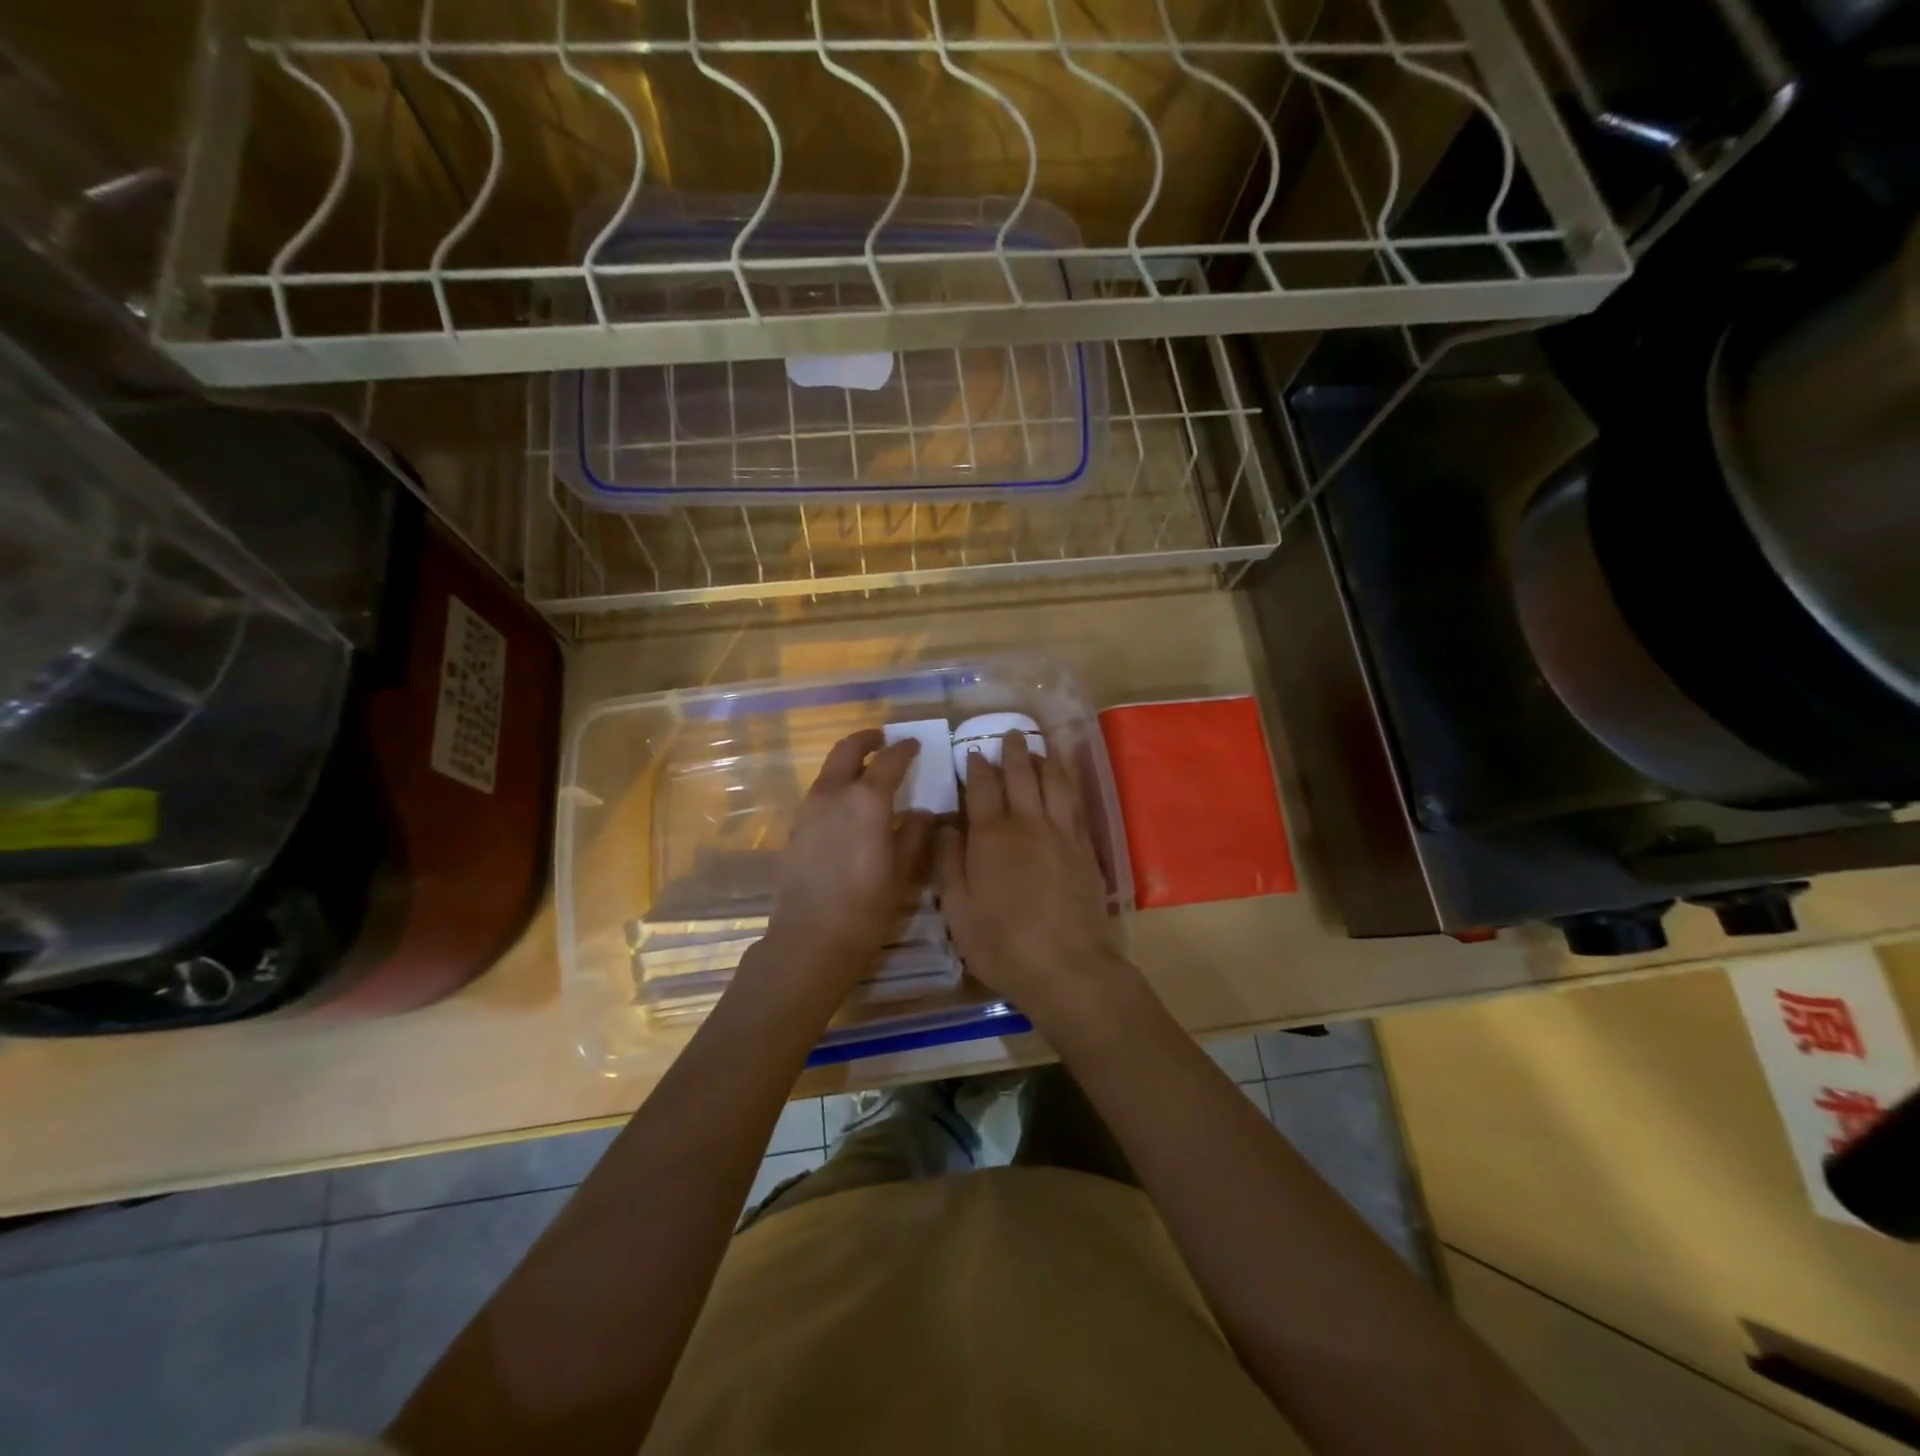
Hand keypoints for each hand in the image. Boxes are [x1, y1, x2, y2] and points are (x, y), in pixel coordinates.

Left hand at [755, 729, 932, 999]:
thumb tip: (923, 812)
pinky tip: (847, 809)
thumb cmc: (867, 907)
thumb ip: (914, 834)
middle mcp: (834, 794)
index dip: (904, 749)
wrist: (810, 939)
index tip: (915, 744)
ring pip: (829, 771)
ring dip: (848, 762)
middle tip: (882, 739)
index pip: (889, 760)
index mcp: (867, 799)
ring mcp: (808, 809)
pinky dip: (835, 787)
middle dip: (866, 739)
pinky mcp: (795, 828)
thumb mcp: (903, 871)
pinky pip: (818, 794)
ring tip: (867, 772)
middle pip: (847, 750)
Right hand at [935, 732, 1126, 1030]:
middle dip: (1014, 751)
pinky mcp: (1085, 848)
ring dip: (1045, 759)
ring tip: (1039, 745)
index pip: (982, 788)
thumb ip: (948, 862)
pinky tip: (1065, 781)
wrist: (1067, 966)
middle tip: (1009, 733)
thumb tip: (944, 824)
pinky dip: (1068, 783)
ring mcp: (1061, 833)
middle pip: (1022, 775)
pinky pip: (1075, 803)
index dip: (976, 767)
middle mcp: (1028, 823)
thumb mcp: (957, 909)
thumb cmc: (1002, 943)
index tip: (973, 751)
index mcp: (991, 835)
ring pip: (1054, 782)